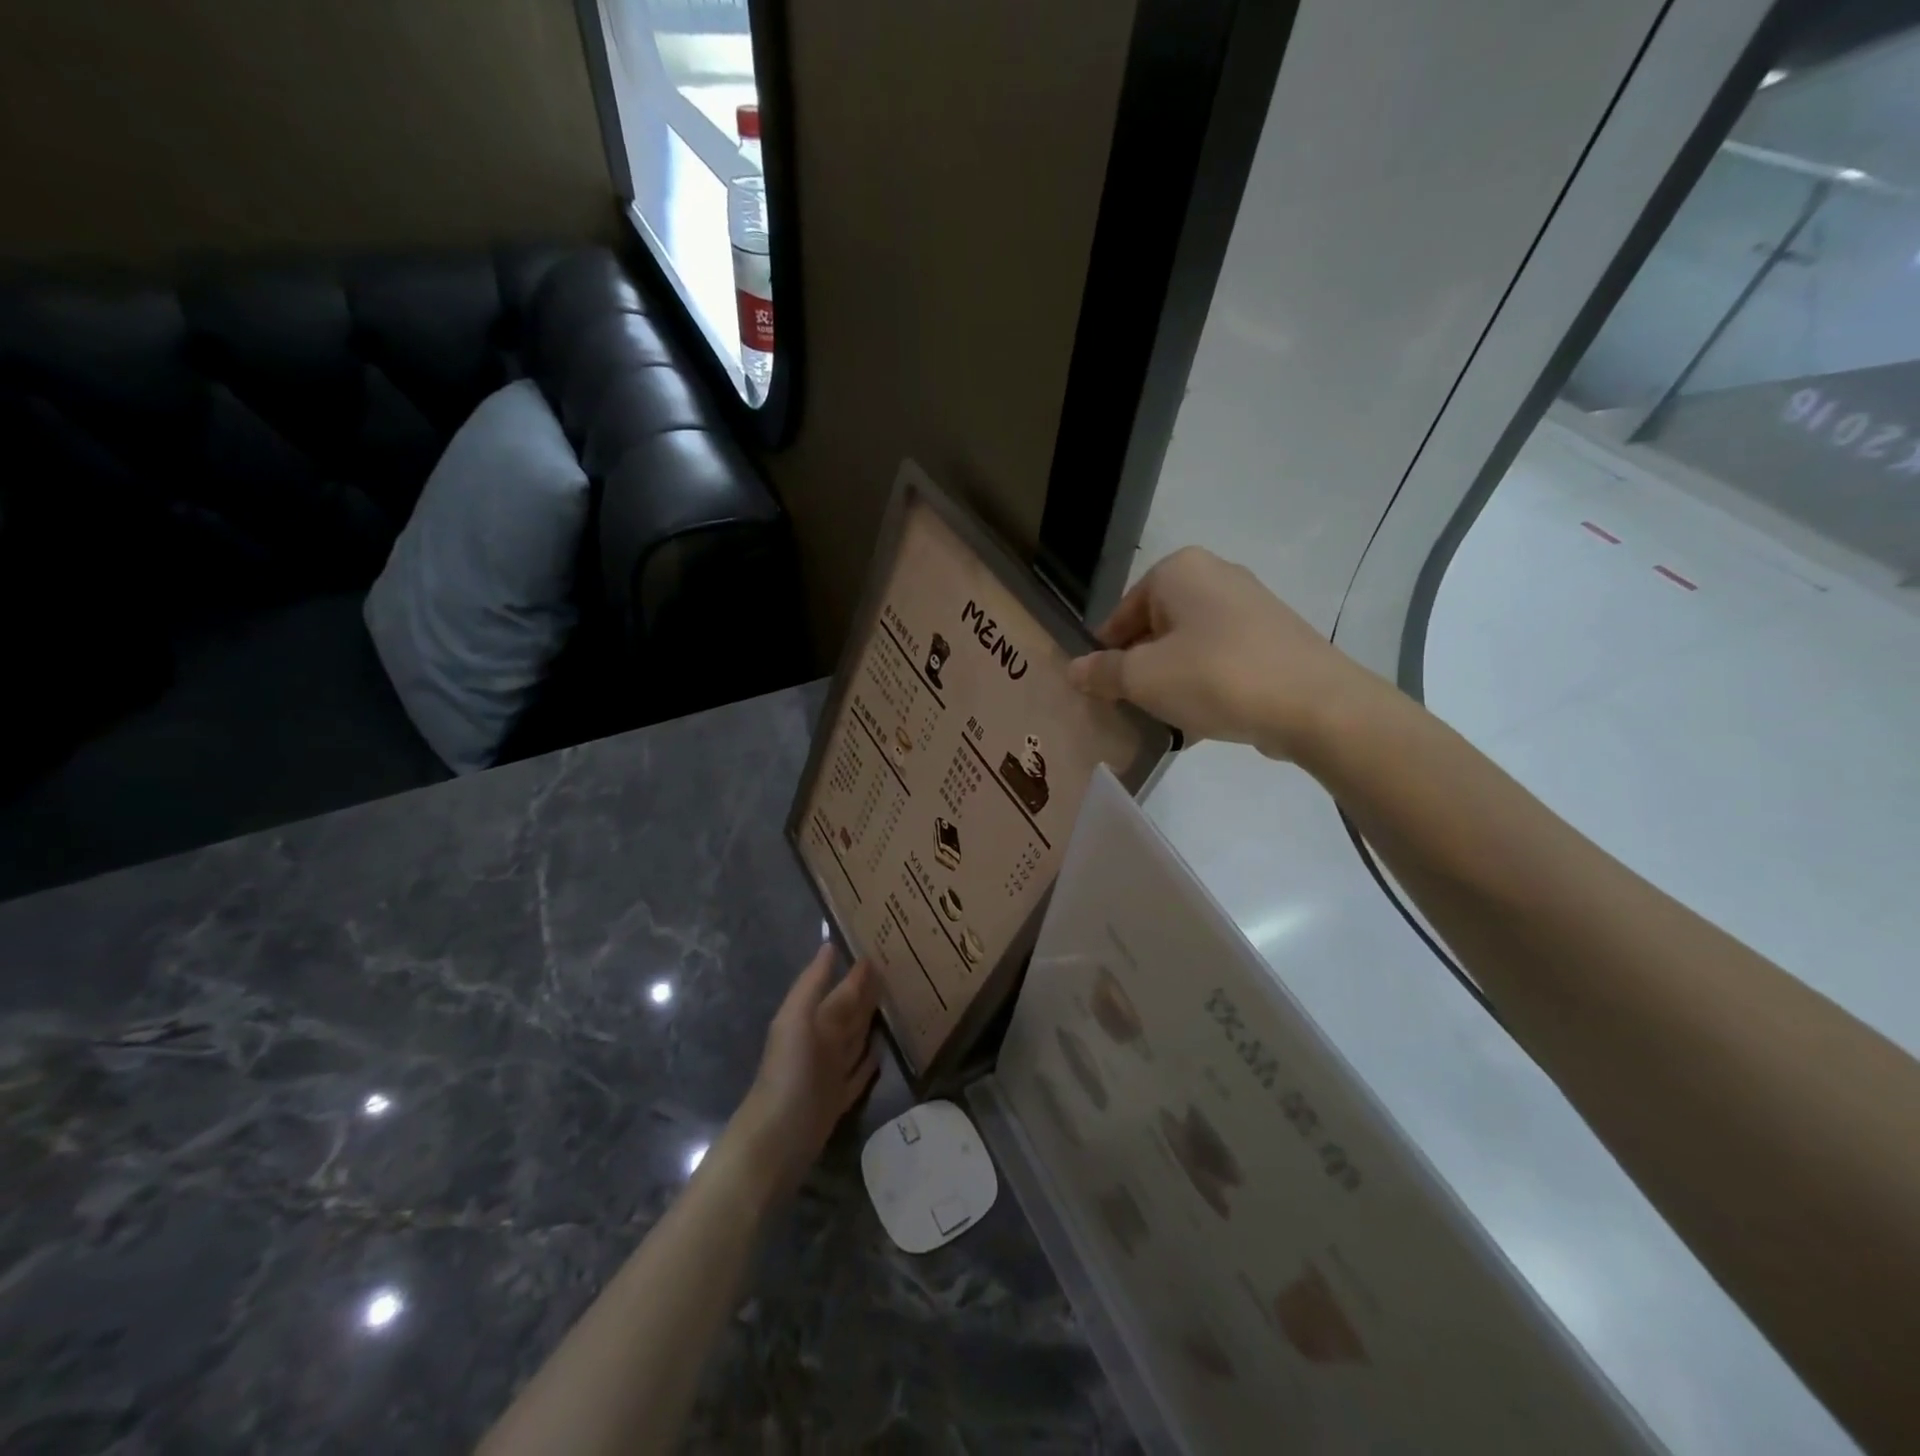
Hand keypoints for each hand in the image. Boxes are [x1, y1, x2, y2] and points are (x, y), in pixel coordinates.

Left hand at [727, 944, 879, 1201]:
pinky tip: (882, 1052)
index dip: (857, 974)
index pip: (841, 990)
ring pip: (855, 1040)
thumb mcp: (797, 1019)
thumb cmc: (788, 1072)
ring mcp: (831, 1072)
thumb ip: (813, 984)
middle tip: (898, 973)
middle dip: (867, 994)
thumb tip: (829, 945)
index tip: (881, 951)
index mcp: (812, 1020)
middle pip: (849, 1013)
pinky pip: (859, 1075)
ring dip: (871, 1024)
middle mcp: (822, 1042)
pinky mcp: (839, 1099)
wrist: (777, 1138)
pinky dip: (870, 1063)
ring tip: (895, 1005)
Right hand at [1066, 547, 1369, 759]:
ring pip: (1188, 645)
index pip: (1120, 613)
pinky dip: (1204, 683)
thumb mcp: (1144, 678)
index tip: (1100, 691)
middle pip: (1155, 627)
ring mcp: (1250, 605)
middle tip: (1129, 706)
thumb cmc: (1216, 676)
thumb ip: (1103, 672)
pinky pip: (1220, 658)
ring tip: (1165, 716)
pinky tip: (1202, 718)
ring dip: (1170, 679)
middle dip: (1139, 667)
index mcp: (1179, 570)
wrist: (1315, 705)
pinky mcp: (1273, 637)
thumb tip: (1074, 669)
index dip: (1105, 654)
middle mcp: (1215, 575)